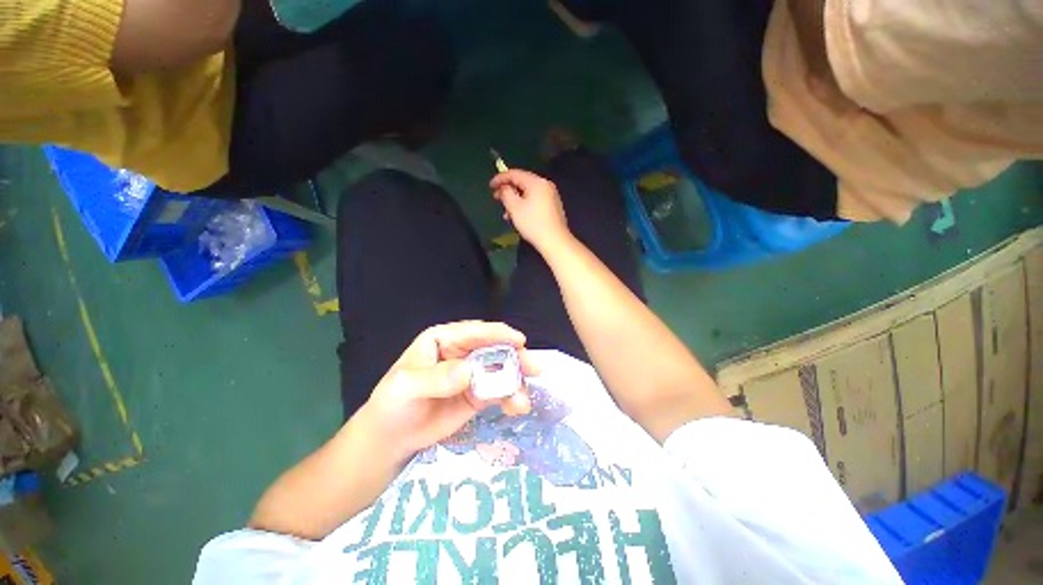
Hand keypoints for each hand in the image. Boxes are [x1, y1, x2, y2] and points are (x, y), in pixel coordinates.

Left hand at [356, 321, 539, 462]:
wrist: (392, 438)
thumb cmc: (393, 404)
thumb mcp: (406, 387)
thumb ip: (435, 378)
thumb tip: (468, 371)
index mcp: (444, 339)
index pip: (474, 332)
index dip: (497, 334)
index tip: (519, 340)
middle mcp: (462, 353)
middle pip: (494, 349)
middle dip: (515, 357)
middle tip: (534, 368)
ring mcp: (473, 374)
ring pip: (501, 371)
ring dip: (517, 381)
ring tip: (523, 400)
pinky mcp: (479, 394)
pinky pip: (500, 392)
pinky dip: (511, 397)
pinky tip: (517, 408)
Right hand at [490, 170, 571, 252]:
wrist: (555, 241)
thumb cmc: (533, 224)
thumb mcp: (514, 208)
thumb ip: (506, 193)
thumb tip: (504, 187)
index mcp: (537, 182)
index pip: (515, 174)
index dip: (500, 178)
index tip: (490, 186)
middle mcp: (546, 185)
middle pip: (523, 182)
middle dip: (508, 190)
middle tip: (496, 198)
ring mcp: (551, 196)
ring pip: (528, 193)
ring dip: (515, 200)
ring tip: (506, 213)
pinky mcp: (553, 206)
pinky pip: (535, 200)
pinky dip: (524, 205)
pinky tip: (518, 216)